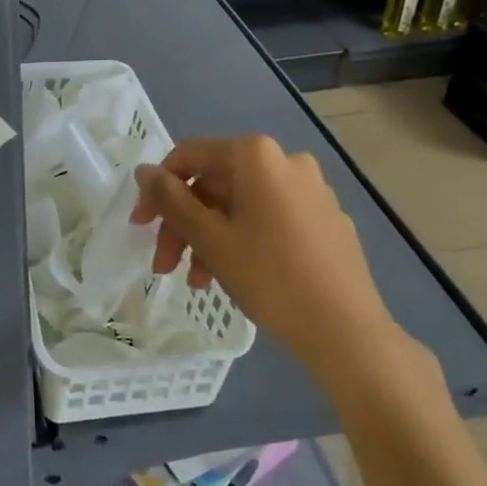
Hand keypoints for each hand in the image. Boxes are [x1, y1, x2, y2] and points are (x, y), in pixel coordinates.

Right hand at [131, 135, 396, 374]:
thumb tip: (144, 171)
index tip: (140, 227)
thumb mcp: (209, 238)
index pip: (189, 157)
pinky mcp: (327, 219)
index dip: (157, 190)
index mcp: (256, 156)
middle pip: (215, 184)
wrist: (346, 330)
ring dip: (209, 237)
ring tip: (196, 280)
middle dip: (184, 223)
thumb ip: (170, 200)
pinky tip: (233, 275)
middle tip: (164, 265)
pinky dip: (243, 240)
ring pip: (241, 205)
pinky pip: (270, 219)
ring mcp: (312, 190)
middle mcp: (286, 161)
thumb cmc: (269, 276)